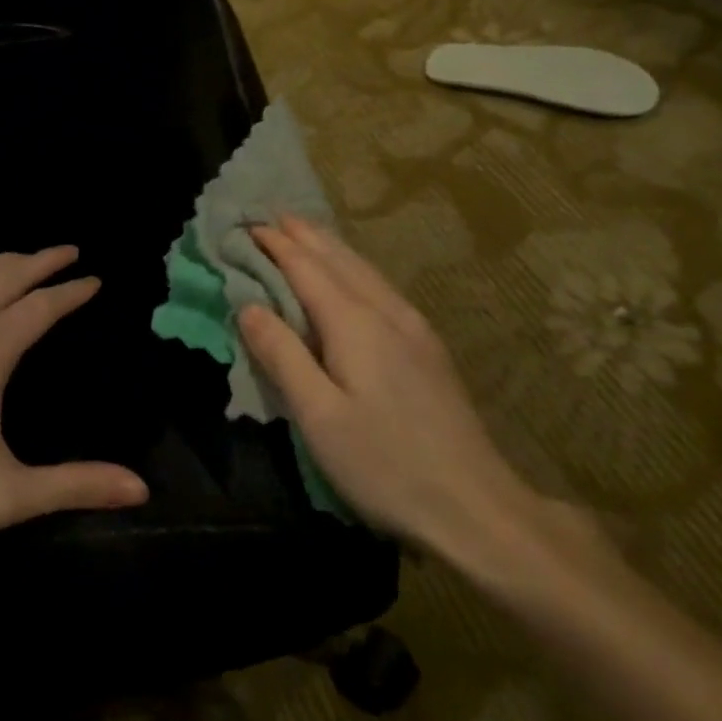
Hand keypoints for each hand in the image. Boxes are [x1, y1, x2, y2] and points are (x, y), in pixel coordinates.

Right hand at [239, 216, 582, 581]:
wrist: (475, 505)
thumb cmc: (384, 464)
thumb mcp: (318, 415)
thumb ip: (282, 354)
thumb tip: (248, 305)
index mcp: (355, 324)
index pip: (306, 268)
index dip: (275, 245)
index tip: (246, 226)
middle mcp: (386, 312)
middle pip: (338, 260)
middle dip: (303, 235)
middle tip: (272, 215)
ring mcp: (414, 328)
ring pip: (364, 270)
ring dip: (330, 246)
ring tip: (306, 232)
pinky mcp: (428, 348)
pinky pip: (380, 287)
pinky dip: (354, 268)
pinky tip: (354, 276)